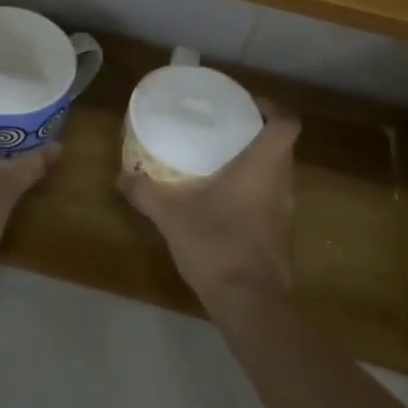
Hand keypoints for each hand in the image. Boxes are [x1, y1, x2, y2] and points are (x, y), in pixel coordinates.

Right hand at [117, 99, 299, 308]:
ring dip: (255, 162)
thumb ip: (146, 191)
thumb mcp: (172, 215)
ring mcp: (284, 211)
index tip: (247, 104)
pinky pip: (270, 197)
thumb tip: (121, 175)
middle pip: (281, 145)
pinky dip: (253, 189)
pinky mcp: (279, 233)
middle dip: (256, 133)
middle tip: (224, 128)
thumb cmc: (218, 244)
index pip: (286, 123)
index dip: (272, 108)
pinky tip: (224, 199)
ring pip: (277, 172)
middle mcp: (282, 183)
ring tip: (221, 159)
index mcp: (263, 166)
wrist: (250, 303)